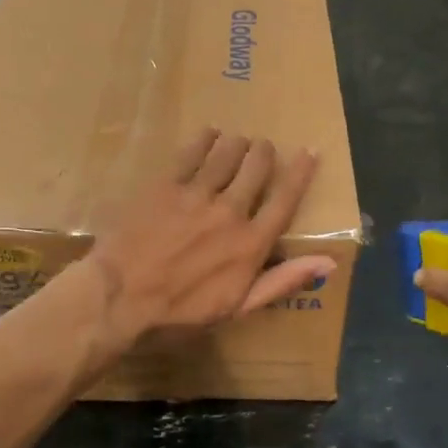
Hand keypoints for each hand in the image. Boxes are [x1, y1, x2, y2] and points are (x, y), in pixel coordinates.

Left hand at [85, 129, 336, 350]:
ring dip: (237, 144)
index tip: (309, 152)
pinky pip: (190, 153)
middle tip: (263, 148)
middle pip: (257, 168)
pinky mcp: (165, 186)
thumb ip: (282, 281)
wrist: (119, 298)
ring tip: (237, 140)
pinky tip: (208, 134)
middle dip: (264, 153)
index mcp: (251, 244)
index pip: (285, 200)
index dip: (300, 173)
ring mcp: (196, 195)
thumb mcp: (237, 308)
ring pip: (226, 154)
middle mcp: (230, 211)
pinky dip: (204, 140)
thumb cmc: (179, 313)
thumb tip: (328, 262)